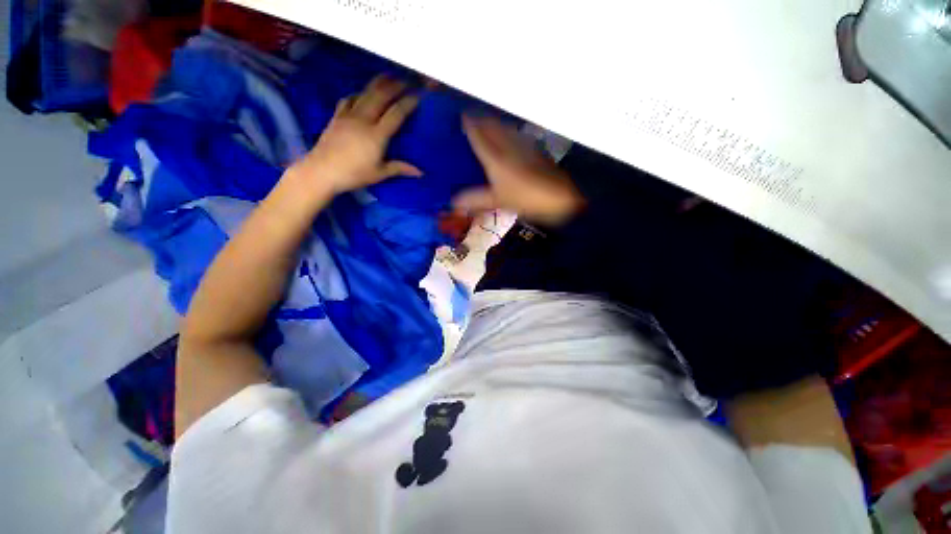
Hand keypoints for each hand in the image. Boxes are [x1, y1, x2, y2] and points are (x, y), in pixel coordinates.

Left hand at [291, 75, 422, 195]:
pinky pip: (349, 99)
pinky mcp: (337, 117)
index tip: (418, 95)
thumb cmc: (354, 174)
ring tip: (388, 77)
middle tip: (406, 80)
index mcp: (377, 135)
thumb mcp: (380, 174)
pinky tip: (362, 93)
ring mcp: (348, 116)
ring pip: (365, 94)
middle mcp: (363, 120)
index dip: (408, 102)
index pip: (396, 113)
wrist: (322, 171)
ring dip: (378, 83)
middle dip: (395, 86)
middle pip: (380, 96)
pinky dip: (358, 94)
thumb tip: (420, 172)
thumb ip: (399, 168)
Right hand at [454, 115, 584, 224]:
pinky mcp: (536, 150)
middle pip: (493, 127)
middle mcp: (508, 146)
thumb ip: (476, 200)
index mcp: (496, 158)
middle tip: (473, 118)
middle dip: (482, 121)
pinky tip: (511, 138)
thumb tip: (454, 202)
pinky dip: (509, 133)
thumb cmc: (526, 199)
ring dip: (496, 124)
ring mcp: (524, 146)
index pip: (479, 136)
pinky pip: (517, 136)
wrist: (560, 196)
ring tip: (489, 124)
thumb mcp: (498, 202)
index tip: (462, 117)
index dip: (470, 126)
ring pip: (506, 128)